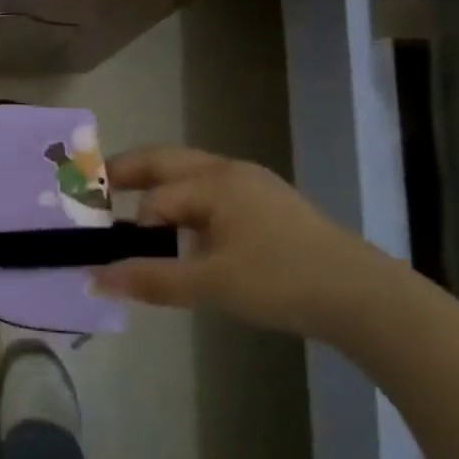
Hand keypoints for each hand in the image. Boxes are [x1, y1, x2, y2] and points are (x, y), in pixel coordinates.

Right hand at [91, 146, 400, 340]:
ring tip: (133, 208)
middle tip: (95, 187)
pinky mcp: (270, 205)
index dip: (130, 226)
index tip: (107, 249)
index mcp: (214, 182)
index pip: (154, 198)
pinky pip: (212, 190)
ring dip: (158, 184)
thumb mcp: (210, 284)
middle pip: (166, 161)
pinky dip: (186, 199)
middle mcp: (230, 172)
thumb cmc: (281, 281)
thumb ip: (150, 279)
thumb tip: (93, 279)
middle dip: (128, 171)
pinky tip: (188, 230)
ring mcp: (254, 185)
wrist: (365, 297)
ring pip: (191, 173)